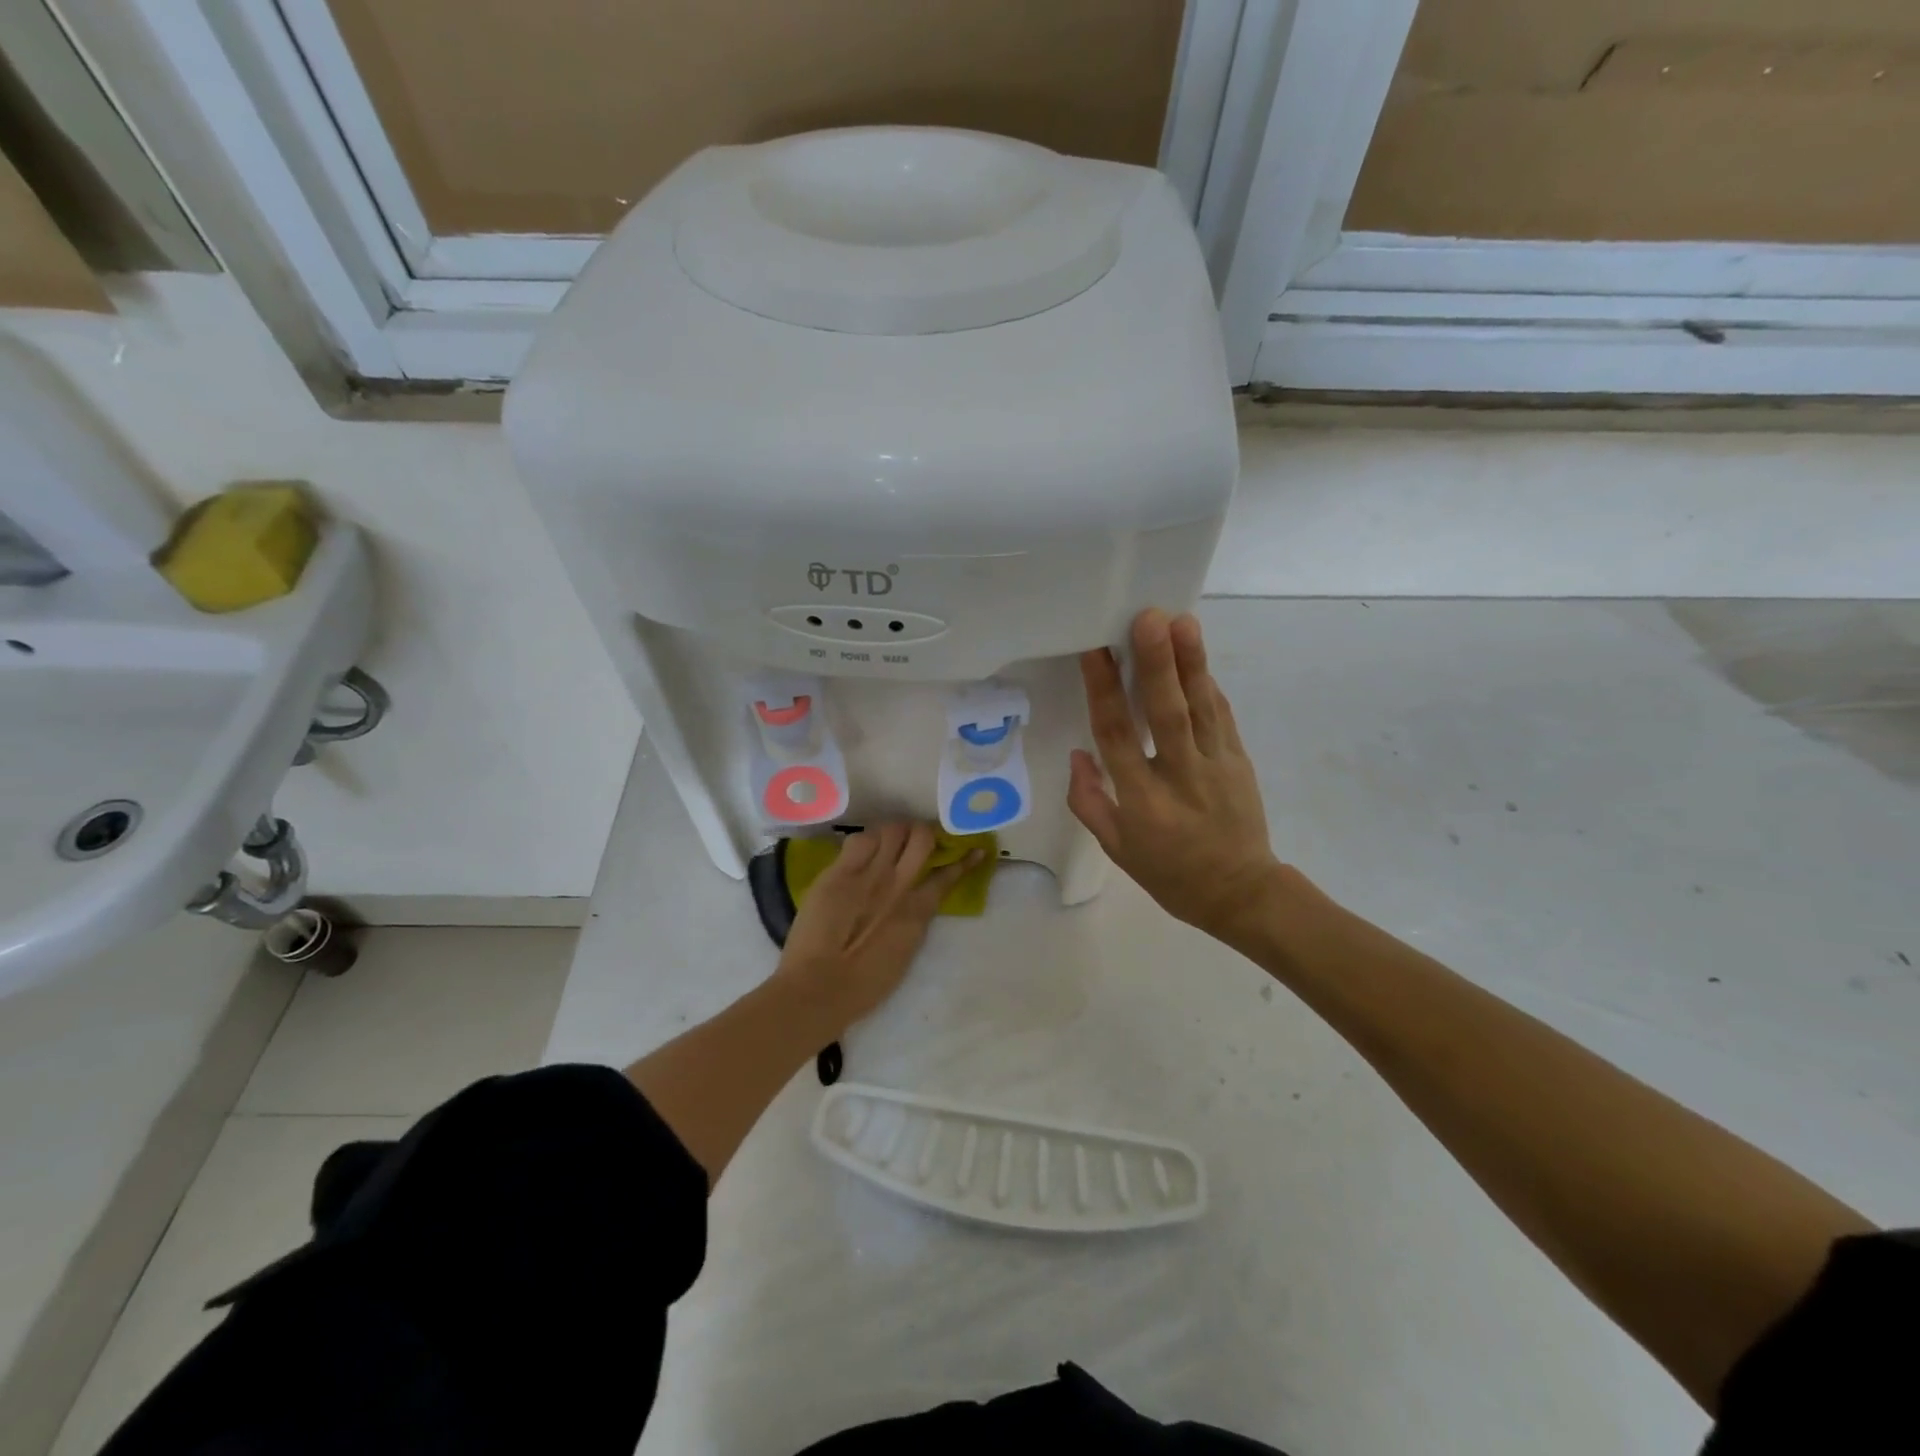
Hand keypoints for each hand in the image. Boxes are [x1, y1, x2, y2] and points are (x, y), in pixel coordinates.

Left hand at [774, 822, 979, 1032]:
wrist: (819, 987)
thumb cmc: (864, 986)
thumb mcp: (904, 952)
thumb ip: (913, 922)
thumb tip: (916, 904)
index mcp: (919, 911)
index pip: (948, 875)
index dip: (963, 860)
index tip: (973, 850)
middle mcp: (899, 884)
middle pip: (921, 837)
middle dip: (921, 833)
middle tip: (914, 839)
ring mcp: (869, 874)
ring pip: (891, 830)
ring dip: (892, 833)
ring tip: (885, 841)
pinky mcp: (839, 873)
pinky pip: (858, 840)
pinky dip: (864, 841)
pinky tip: (860, 851)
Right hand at [1068, 609, 1284, 942]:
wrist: (1241, 893)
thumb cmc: (1170, 874)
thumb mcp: (1118, 850)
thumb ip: (1091, 803)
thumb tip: (1078, 755)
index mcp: (1142, 802)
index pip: (1118, 737)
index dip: (1105, 692)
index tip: (1096, 652)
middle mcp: (1180, 777)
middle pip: (1167, 714)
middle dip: (1157, 664)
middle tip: (1149, 619)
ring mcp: (1216, 767)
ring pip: (1201, 708)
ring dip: (1191, 663)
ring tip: (1182, 622)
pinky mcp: (1240, 762)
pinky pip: (1222, 718)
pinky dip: (1209, 686)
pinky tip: (1199, 657)